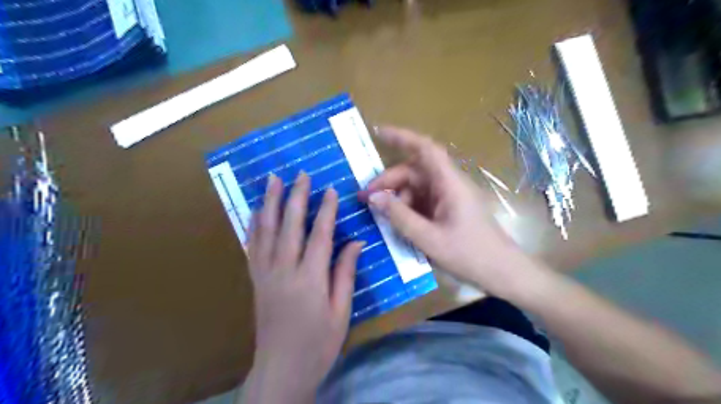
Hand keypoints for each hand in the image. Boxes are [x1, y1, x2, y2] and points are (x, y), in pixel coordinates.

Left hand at [244, 172, 366, 402]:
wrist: (281, 369)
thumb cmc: (318, 343)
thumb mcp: (341, 311)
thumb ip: (345, 274)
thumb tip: (355, 242)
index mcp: (310, 279)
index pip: (320, 235)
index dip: (326, 210)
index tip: (330, 189)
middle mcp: (284, 270)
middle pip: (290, 225)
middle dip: (297, 196)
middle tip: (301, 174)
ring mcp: (265, 273)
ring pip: (266, 230)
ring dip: (271, 203)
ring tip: (273, 180)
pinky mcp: (255, 279)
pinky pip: (252, 245)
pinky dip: (255, 225)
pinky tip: (257, 210)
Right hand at [363, 128, 531, 297]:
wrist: (503, 273)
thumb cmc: (470, 255)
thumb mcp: (429, 239)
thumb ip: (400, 217)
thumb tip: (373, 197)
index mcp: (449, 184)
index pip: (425, 149)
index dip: (402, 137)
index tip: (378, 133)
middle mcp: (449, 184)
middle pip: (414, 171)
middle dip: (389, 181)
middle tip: (366, 198)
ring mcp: (449, 197)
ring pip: (416, 187)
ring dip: (396, 197)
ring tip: (380, 216)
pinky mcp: (448, 210)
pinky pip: (422, 201)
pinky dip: (407, 208)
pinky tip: (396, 223)